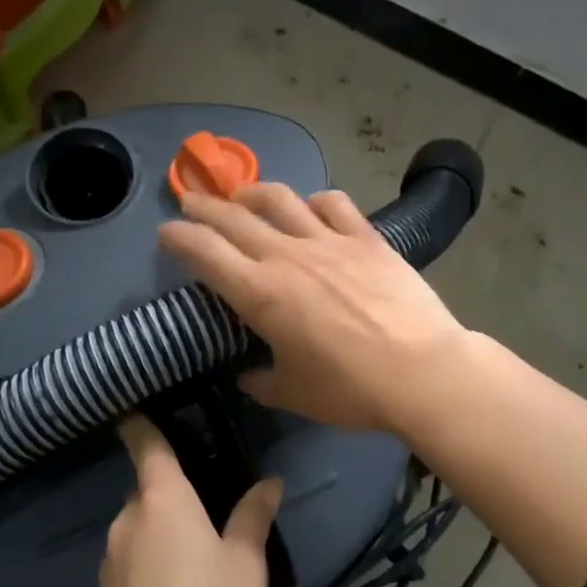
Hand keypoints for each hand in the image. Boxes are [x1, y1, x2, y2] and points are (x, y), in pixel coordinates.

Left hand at [100, 414, 280, 586]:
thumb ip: (253, 517)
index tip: (141, 405)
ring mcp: (111, 561)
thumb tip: (268, 482)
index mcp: (162, 501)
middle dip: (171, 488)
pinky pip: (132, 557)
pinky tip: (180, 586)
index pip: (145, 444)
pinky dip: (152, 557)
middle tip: (210, 498)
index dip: (141, 422)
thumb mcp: (246, 564)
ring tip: (200, 548)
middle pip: (146, 488)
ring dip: (163, 526)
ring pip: (139, 526)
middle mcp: (128, 522)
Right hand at [157, 183, 470, 431]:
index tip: (166, 233)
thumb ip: (262, 381)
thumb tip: (249, 375)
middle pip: (234, 217)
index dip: (178, 237)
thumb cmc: (350, 389)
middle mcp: (287, 255)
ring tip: (243, 196)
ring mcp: (329, 241)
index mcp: (259, 293)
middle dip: (205, 207)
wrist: (421, 371)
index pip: (204, 251)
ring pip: (280, 199)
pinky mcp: (366, 238)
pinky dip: (314, 201)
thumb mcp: (294, 393)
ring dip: (253, 192)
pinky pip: (333, 204)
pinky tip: (312, 208)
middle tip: (191, 202)